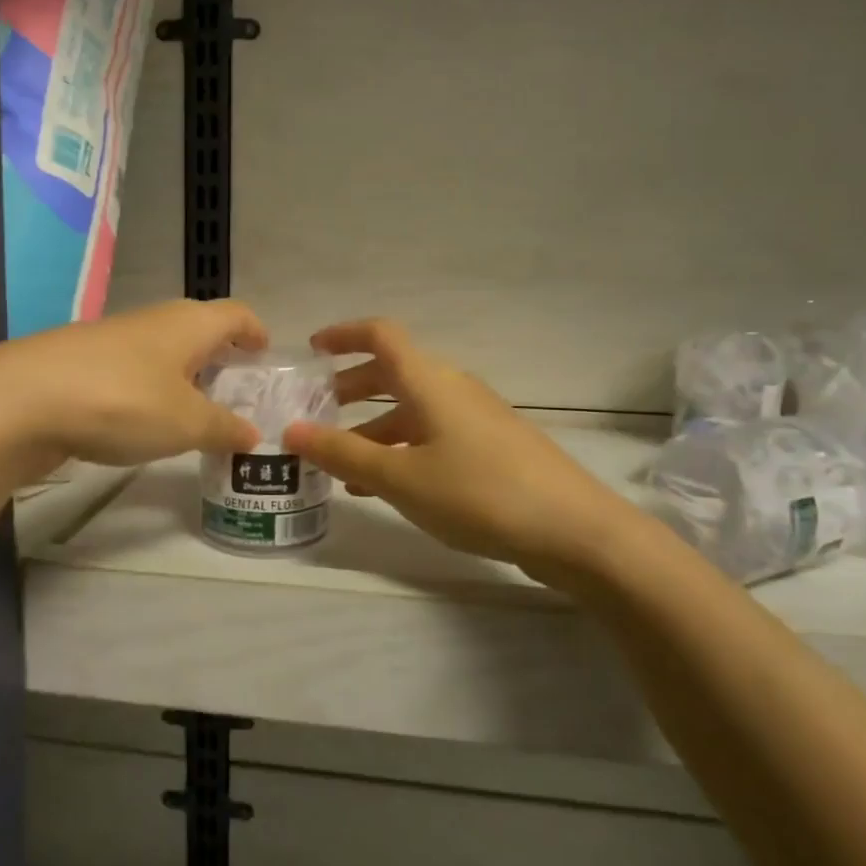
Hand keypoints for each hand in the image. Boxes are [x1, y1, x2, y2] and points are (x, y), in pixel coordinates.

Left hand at [0, 299, 268, 483]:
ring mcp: (112, 339)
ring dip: (183, 375)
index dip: (255, 331)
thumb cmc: (122, 401)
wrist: (20, 401)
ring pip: (162, 351)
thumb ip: (223, 429)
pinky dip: (149, 389)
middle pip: (198, 329)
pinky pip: (132, 370)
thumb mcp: (185, 424)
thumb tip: (253, 434)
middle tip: (235, 392)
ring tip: (194, 413)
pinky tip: (143, 421)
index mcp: (188, 324)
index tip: (264, 355)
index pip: (235, 313)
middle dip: (220, 356)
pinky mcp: (81, 363)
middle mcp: (153, 321)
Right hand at [284, 320, 635, 578]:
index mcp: (430, 381)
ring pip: (412, 409)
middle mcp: (453, 389)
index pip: (381, 335)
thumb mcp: (400, 477)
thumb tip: (291, 430)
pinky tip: (386, 486)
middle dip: (351, 388)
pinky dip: (401, 448)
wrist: (574, 530)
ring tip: (341, 462)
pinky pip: (432, 435)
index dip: (343, 335)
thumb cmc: (478, 492)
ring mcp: (476, 419)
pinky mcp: (491, 449)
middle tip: (316, 412)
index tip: (311, 350)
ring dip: (373, 426)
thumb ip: (343, 454)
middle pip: (394, 372)